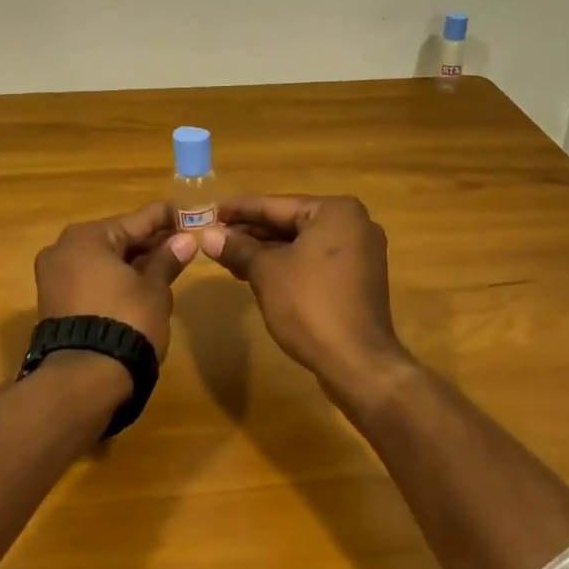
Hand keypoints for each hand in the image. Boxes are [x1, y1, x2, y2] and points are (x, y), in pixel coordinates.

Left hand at [33, 200, 197, 361]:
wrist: (84, 379)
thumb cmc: (126, 321)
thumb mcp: (154, 289)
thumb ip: (167, 260)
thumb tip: (186, 240)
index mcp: (87, 236)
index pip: (137, 219)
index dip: (166, 217)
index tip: (189, 213)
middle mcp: (63, 249)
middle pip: (117, 238)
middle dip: (150, 241)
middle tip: (183, 241)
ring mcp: (54, 277)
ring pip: (103, 260)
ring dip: (134, 261)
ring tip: (168, 262)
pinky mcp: (54, 303)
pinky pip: (91, 279)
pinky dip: (115, 279)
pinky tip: (141, 283)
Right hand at [200, 195, 410, 392]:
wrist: (357, 363)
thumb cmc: (310, 305)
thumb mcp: (266, 272)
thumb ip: (238, 248)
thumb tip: (208, 235)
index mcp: (335, 211)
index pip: (276, 205)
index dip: (239, 210)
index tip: (211, 211)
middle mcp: (353, 224)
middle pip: (290, 223)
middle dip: (251, 232)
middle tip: (214, 236)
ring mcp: (360, 253)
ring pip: (301, 244)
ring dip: (266, 251)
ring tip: (228, 257)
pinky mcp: (357, 280)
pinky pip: (314, 262)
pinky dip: (287, 265)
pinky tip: (256, 273)